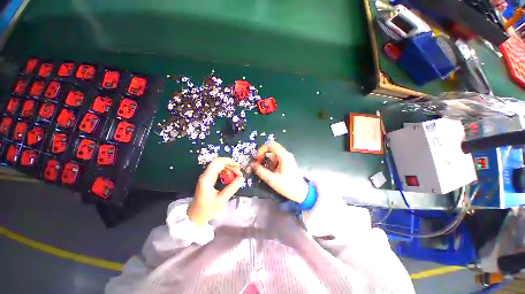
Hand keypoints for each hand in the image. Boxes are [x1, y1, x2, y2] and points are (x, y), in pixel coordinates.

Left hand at [188, 157, 243, 225]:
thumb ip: (232, 188)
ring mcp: (207, 176)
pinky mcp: (209, 179)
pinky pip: (218, 171)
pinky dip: (226, 171)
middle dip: (230, 165)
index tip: (238, 167)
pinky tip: (230, 177)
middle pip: (219, 162)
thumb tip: (241, 178)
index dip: (229, 162)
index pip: (217, 162)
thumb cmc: (207, 209)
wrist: (195, 216)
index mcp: (207, 178)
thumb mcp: (221, 199)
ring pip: (219, 166)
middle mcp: (206, 175)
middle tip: (239, 172)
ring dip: (229, 168)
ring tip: (236, 174)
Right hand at [251, 141, 307, 202]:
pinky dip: (270, 162)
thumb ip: (260, 171)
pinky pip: (276, 158)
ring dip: (266, 159)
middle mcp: (285, 154)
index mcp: (283, 156)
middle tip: (258, 162)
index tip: (257, 159)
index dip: (261, 150)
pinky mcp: (286, 162)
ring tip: (262, 169)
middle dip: (263, 154)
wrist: (301, 193)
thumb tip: (252, 165)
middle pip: (271, 147)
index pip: (270, 145)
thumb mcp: (272, 179)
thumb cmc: (288, 186)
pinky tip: (269, 171)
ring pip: (273, 153)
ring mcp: (286, 158)